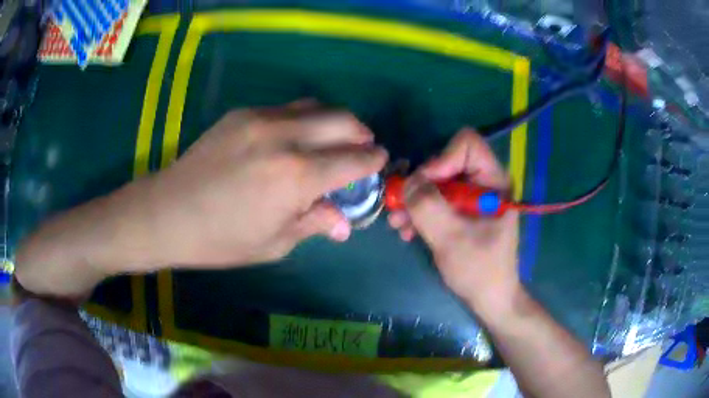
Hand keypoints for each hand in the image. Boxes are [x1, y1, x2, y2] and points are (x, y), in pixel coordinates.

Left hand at [145, 103, 387, 267]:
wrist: (168, 213)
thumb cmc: (221, 239)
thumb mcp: (274, 242)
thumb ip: (314, 223)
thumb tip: (344, 222)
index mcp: (296, 176)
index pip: (353, 159)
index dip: (373, 160)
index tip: (380, 161)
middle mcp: (284, 137)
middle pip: (342, 119)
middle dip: (360, 132)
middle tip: (361, 147)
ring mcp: (260, 119)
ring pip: (315, 106)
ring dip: (332, 121)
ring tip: (330, 140)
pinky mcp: (242, 114)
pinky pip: (286, 108)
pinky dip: (302, 120)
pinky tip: (292, 139)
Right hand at [388, 128, 519, 314]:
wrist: (489, 299)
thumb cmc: (479, 271)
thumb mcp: (452, 239)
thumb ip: (428, 206)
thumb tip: (407, 181)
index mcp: (494, 182)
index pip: (467, 145)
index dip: (441, 160)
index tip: (424, 187)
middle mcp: (484, 182)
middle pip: (446, 162)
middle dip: (420, 185)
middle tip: (400, 208)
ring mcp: (472, 197)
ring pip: (437, 183)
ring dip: (414, 201)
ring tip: (397, 224)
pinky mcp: (461, 211)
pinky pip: (436, 200)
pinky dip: (420, 213)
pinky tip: (407, 231)